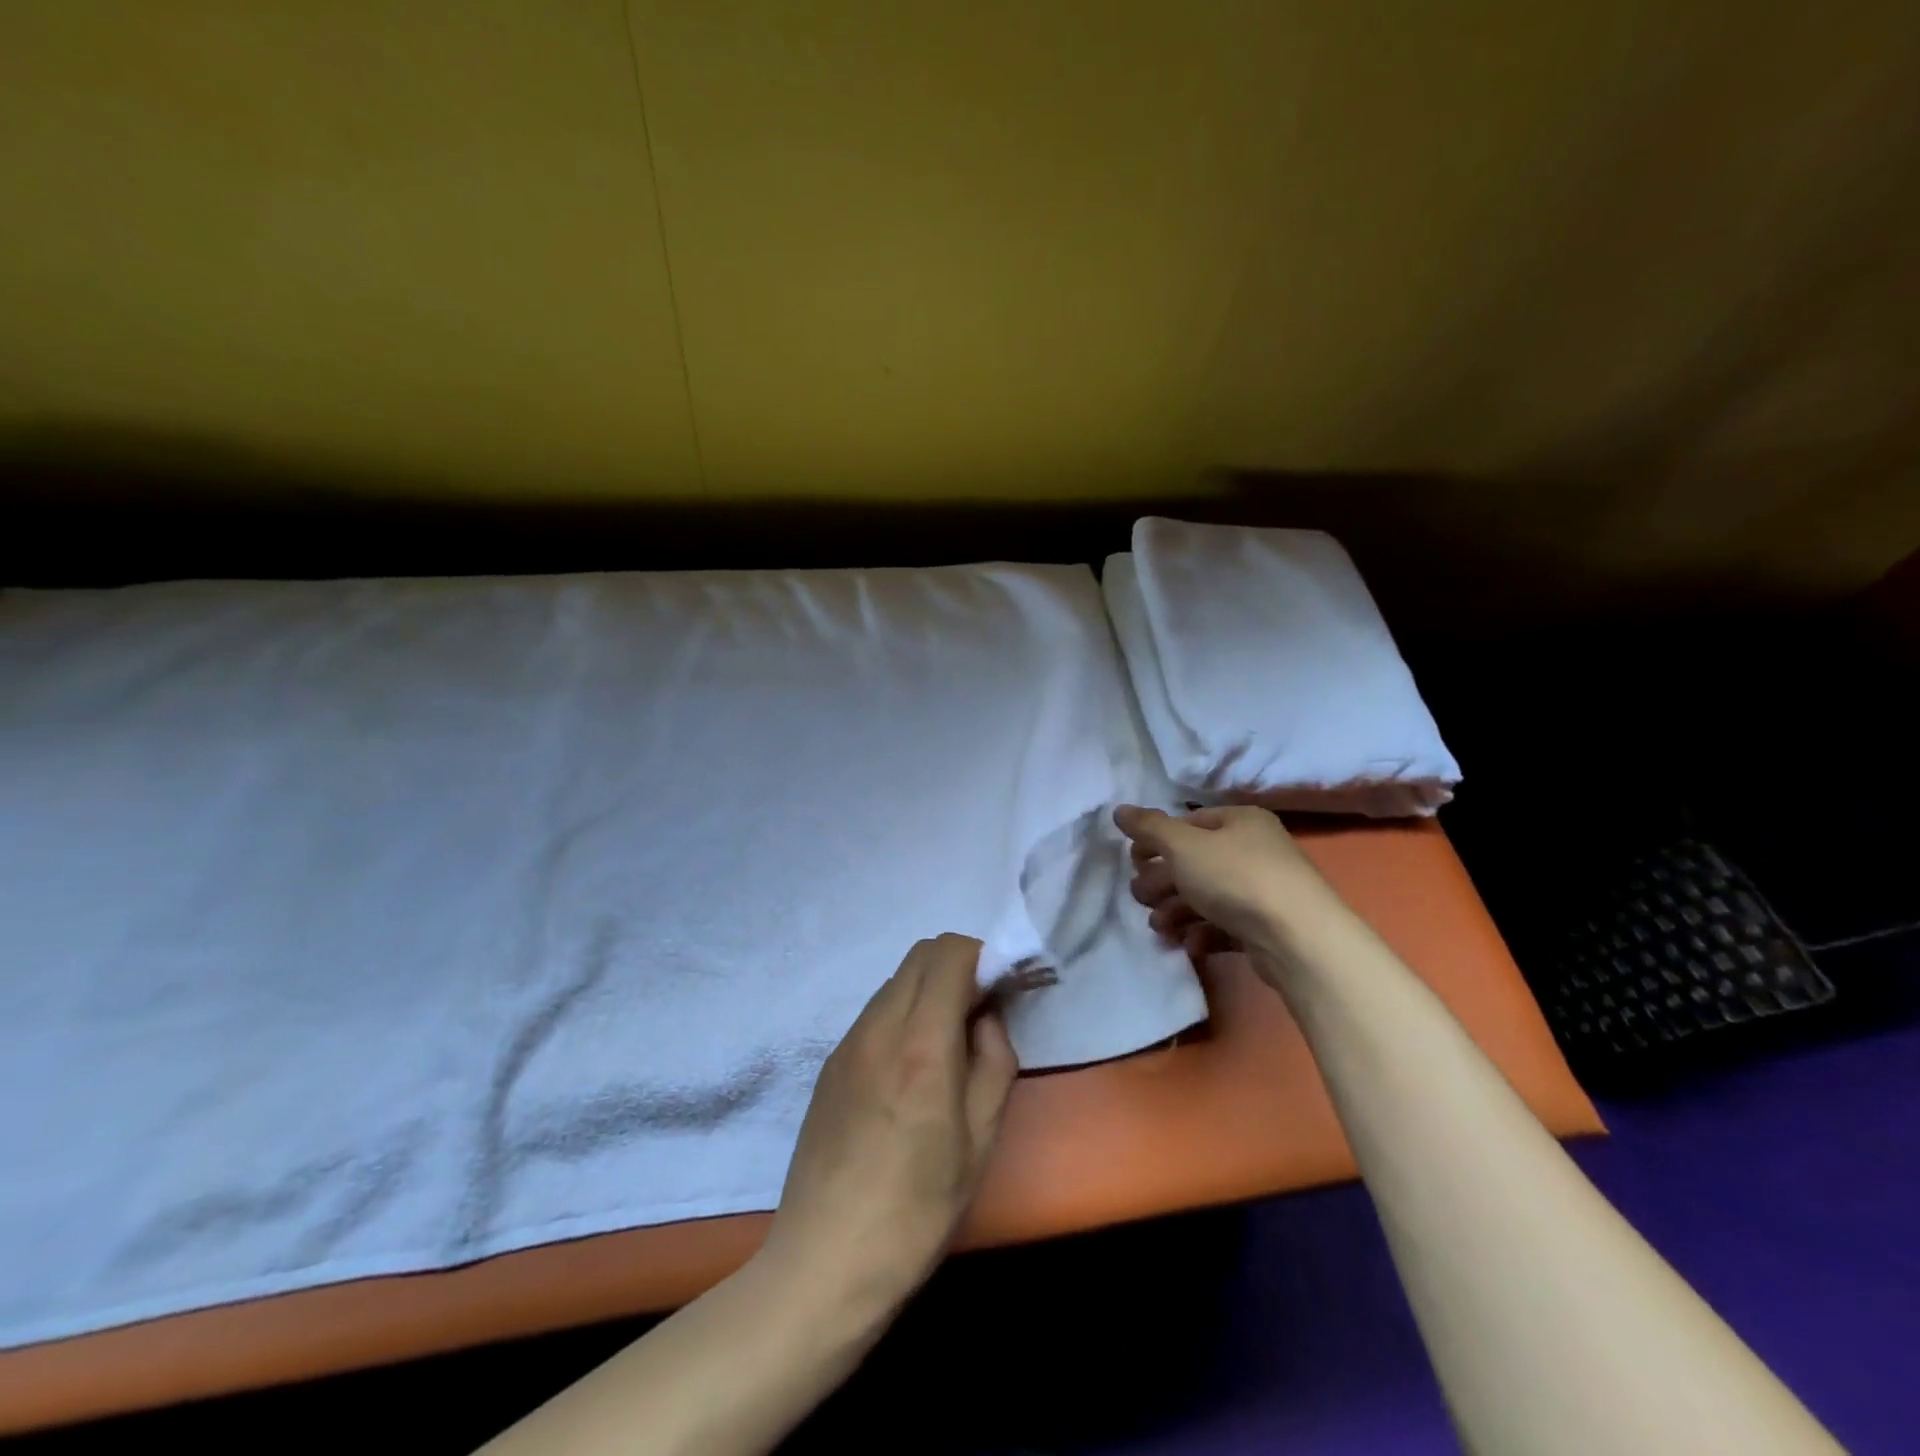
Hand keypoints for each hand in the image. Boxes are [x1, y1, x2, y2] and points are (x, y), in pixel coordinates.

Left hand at [762, 934, 1017, 1318]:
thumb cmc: (917, 1210)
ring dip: (928, 990)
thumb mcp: (980, 1142)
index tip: (1000, 990)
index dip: (983, 957)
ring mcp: (847, 1042)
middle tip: (978, 1014)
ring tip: (944, 1046)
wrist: (824, 1263)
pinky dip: (902, 1013)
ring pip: (895, 981)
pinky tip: (909, 1070)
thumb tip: (985, 1018)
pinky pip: (874, 1011)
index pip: (949, 953)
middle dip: (957, 966)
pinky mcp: (830, 1063)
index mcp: (921, 1045)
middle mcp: (879, 1027)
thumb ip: (993, 1061)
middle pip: (920, 954)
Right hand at [1112, 803, 1338, 966]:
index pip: (1188, 823)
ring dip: (1176, 911)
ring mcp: (1263, 890)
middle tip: (1143, 898)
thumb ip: (1149, 827)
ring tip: (1160, 928)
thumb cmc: (1236, 878)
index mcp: (1240, 821)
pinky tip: (1190, 944)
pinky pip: (1225, 925)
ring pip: (1207, 896)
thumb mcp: (1183, 845)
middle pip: (1194, 862)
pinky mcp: (1266, 927)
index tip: (1135, 862)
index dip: (1157, 841)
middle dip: (1163, 882)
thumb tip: (1119, 810)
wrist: (1298, 938)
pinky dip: (1202, 932)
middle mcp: (1255, 850)